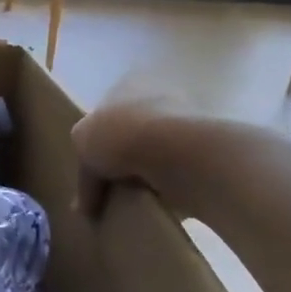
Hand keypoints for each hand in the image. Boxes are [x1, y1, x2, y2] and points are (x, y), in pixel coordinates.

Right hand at [73, 92, 269, 217]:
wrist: (177, 153)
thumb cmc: (121, 134)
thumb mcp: (83, 145)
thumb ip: (84, 172)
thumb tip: (84, 207)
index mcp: (129, 83)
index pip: (108, 111)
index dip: (98, 140)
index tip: (94, 169)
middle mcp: (161, 95)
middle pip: (135, 131)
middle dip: (125, 158)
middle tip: (113, 187)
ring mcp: (188, 122)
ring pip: (159, 153)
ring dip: (149, 174)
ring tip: (135, 200)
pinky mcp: (207, 153)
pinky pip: (180, 174)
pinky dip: (170, 188)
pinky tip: (159, 204)